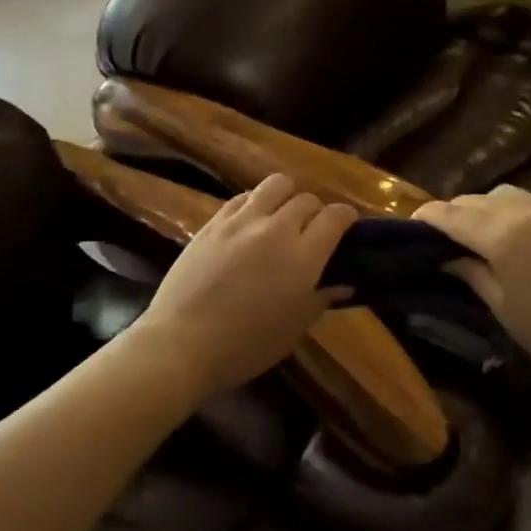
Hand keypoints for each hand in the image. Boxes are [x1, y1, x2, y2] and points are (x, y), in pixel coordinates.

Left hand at [139, 174, 356, 396]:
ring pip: (276, 184)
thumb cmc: (247, 346)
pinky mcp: (214, 222)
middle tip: (311, 232)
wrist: (183, 344)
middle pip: (307, 199)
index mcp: (304, 256)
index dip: (346, 218)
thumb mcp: (294, 328)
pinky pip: (243, 196)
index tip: (347, 227)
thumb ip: (321, 298)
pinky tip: (251, 221)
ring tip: (281, 216)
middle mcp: (277, 228)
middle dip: (316, 212)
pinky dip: (256, 202)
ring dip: (287, 196)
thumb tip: (343, 282)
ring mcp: (242, 220)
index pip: (336, 217)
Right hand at [414, 185, 530, 395]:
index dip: (428, 217)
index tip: (410, 223)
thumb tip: (446, 257)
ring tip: (473, 233)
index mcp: (503, 236)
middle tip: (439, 235)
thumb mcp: (502, 306)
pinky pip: (527, 202)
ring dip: (480, 207)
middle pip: (475, 200)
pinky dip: (506, 210)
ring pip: (502, 195)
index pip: (453, 216)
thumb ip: (471, 273)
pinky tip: (506, 234)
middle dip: (452, 212)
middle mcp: (524, 213)